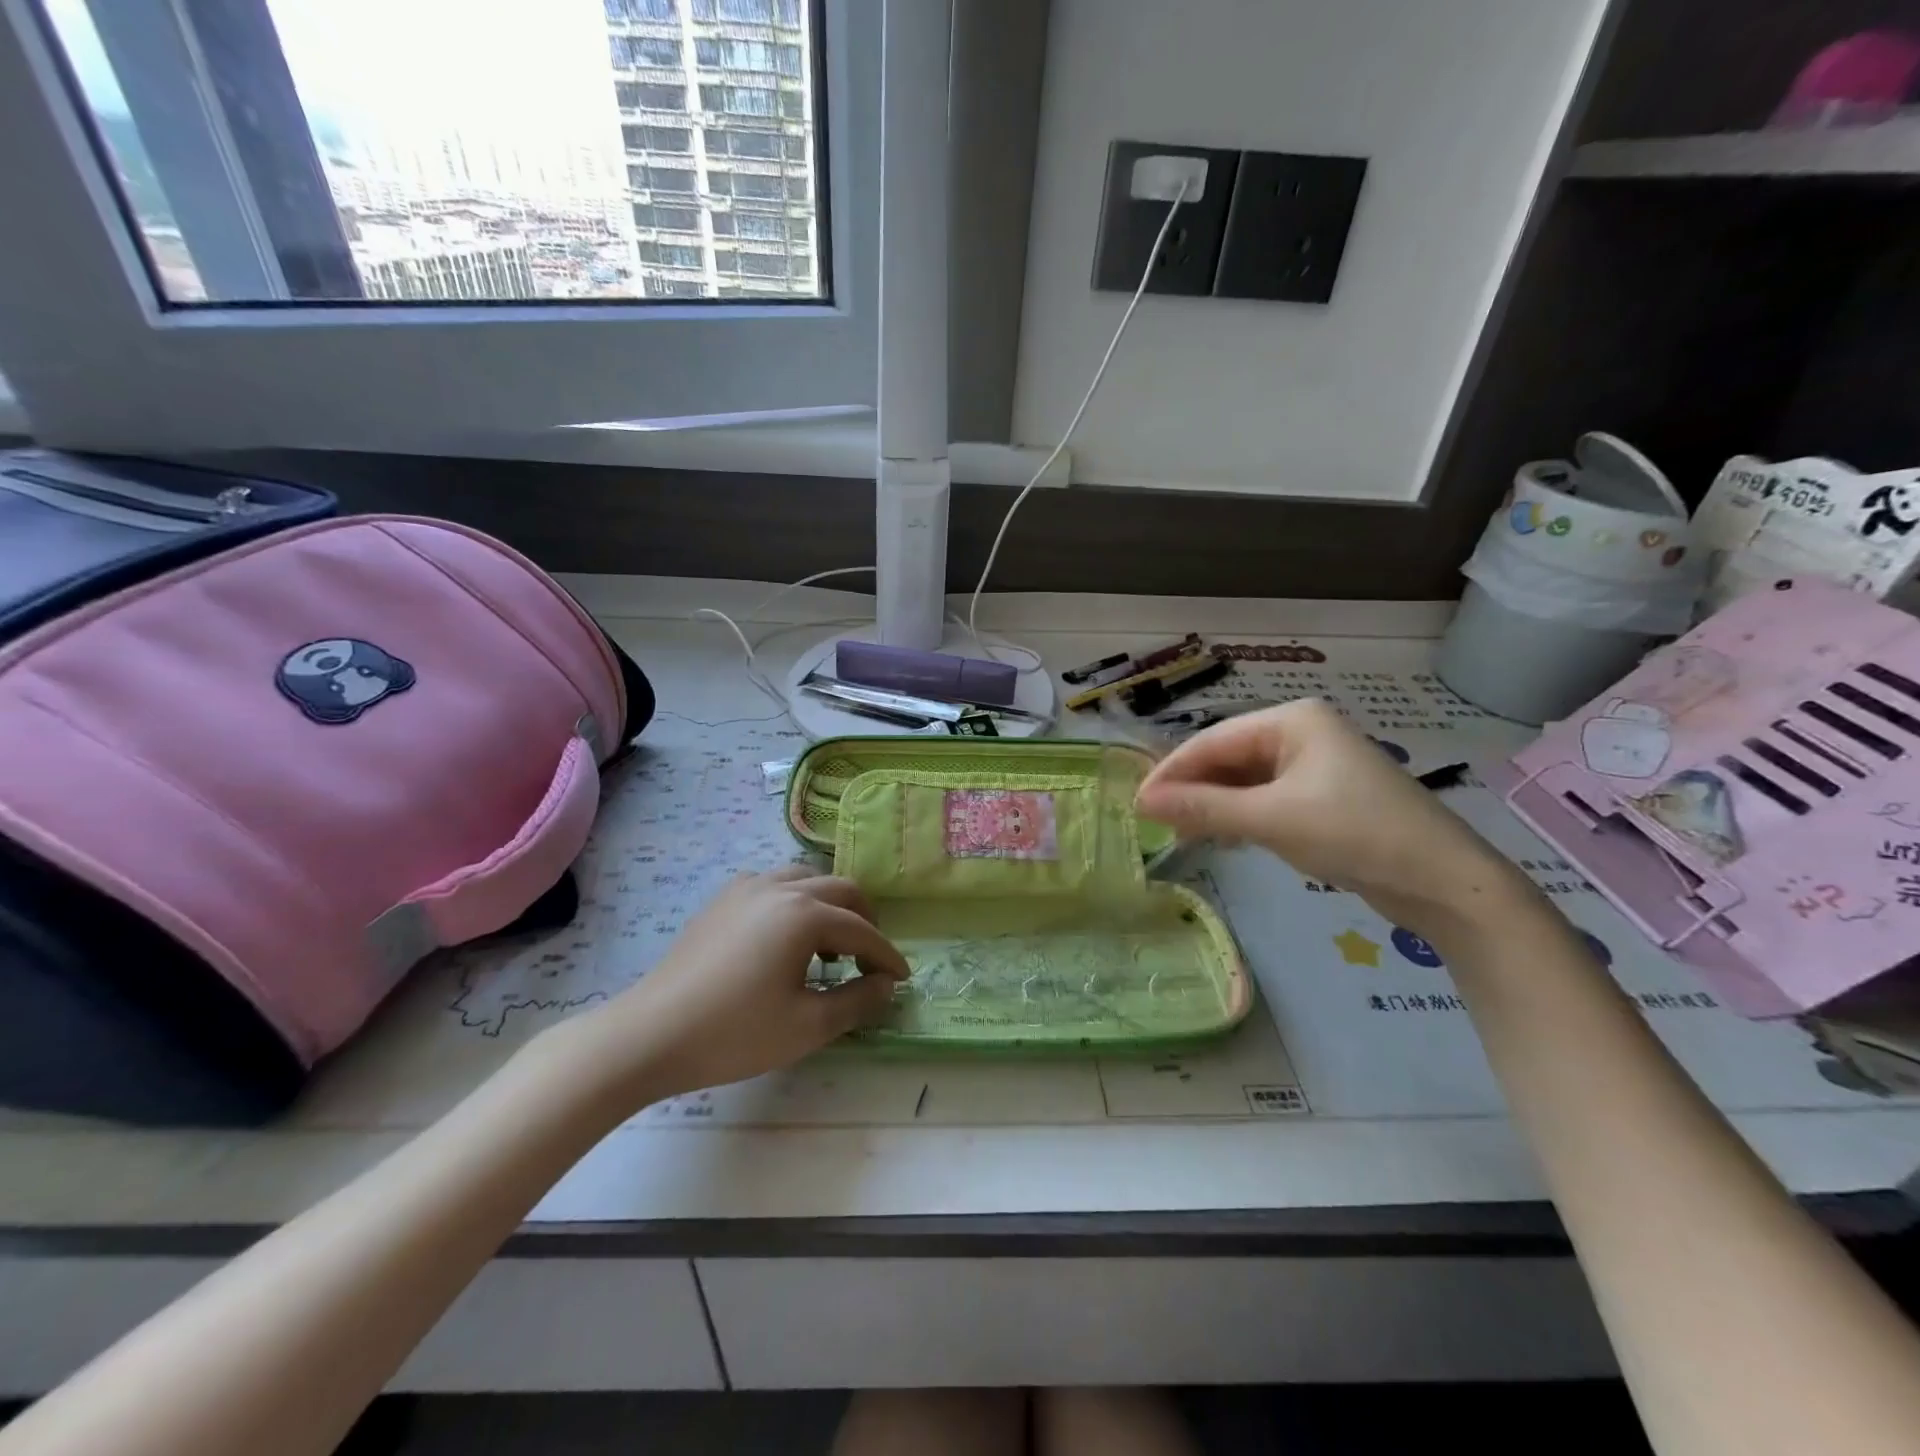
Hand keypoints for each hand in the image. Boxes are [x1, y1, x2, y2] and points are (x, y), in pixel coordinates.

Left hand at [578, 867, 908, 1102]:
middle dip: (864, 920)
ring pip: (806, 879)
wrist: (651, 1034)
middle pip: (840, 890)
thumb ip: (857, 1000)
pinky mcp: (722, 900)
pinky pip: (774, 884)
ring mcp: (747, 888)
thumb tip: (886, 985)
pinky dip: (795, 901)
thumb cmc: (735, 1033)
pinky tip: (785, 936)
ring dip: (829, 906)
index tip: (901, 979)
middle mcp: (780, 887)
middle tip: (870, 958)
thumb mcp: (807, 1025)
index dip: (886, 956)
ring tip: (830, 945)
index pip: (861, 930)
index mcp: (805, 914)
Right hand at [1135, 699, 1535, 944]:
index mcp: (1292, 720)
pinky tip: (1220, 835)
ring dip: (1212, 805)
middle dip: (1192, 789)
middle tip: (1154, 822)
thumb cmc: (1355, 833)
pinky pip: (1265, 799)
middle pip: (1228, 757)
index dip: (1172, 771)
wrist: (1444, 881)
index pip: (1213, 740)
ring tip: (1180, 832)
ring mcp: (1314, 766)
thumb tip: (1141, 801)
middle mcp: (1301, 733)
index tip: (1137, 802)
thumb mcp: (1272, 819)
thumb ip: (1204, 808)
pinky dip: (1239, 816)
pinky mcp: (1322, 797)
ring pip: (1245, 780)